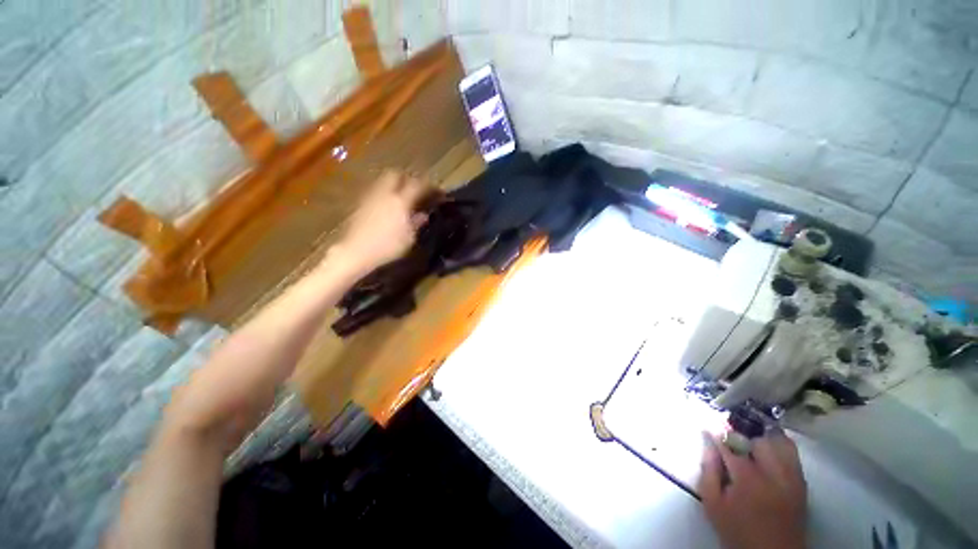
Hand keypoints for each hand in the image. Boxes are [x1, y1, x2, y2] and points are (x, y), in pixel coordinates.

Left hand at [332, 170, 429, 273]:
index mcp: (401, 201)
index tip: (437, 192)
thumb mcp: (409, 238)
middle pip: (397, 174)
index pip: (418, 185)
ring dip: (395, 184)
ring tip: (402, 196)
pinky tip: (388, 206)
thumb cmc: (388, 247)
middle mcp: (386, 194)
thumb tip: (423, 215)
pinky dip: (385, 193)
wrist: (357, 251)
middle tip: (416, 188)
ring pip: (384, 181)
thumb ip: (417, 223)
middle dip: (408, 178)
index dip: (429, 186)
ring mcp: (371, 197)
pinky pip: (376, 191)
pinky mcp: (361, 203)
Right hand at [699, 431, 807, 548]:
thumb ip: (708, 471)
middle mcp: (773, 473)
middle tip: (731, 441)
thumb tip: (709, 445)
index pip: (730, 444)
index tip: (708, 426)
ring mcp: (791, 477)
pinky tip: (767, 453)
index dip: (716, 432)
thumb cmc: (738, 530)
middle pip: (758, 439)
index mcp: (747, 478)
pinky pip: (792, 454)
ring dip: (762, 438)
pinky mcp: (801, 483)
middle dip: (742, 436)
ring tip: (750, 444)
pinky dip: (778, 446)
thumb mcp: (712, 504)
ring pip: (780, 441)